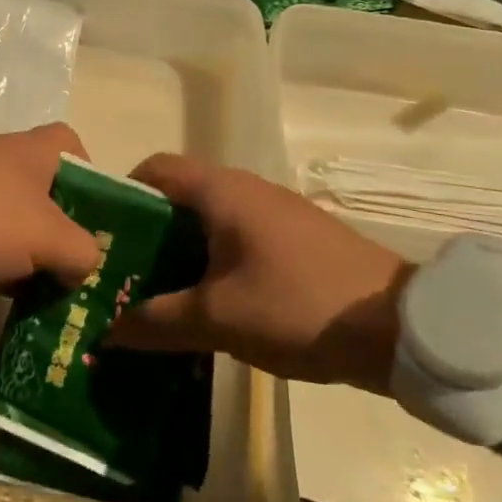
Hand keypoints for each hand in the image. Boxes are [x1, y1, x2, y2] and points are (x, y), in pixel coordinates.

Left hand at [0, 123, 100, 302]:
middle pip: (50, 197)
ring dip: (33, 262)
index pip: (76, 150)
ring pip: (18, 228)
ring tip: (54, 304)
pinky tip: (11, 305)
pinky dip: (0, 271)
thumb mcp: (45, 236)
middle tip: (84, 281)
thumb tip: (85, 264)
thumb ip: (81, 250)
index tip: (101, 226)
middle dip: (67, 237)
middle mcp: (5, 164)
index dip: (95, 184)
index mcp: (34, 151)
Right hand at [109, 153, 410, 393]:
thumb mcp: (219, 319)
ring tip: (152, 298)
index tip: (100, 238)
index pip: (154, 169)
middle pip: (178, 199)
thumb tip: (106, 331)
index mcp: (221, 191)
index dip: (121, 195)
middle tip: (118, 278)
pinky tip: (204, 306)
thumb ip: (157, 322)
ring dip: (178, 255)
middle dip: (145, 235)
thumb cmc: (298, 305)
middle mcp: (245, 189)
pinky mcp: (294, 239)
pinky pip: (235, 240)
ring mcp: (273, 213)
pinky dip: (210, 264)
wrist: (401, 327)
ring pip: (207, 223)